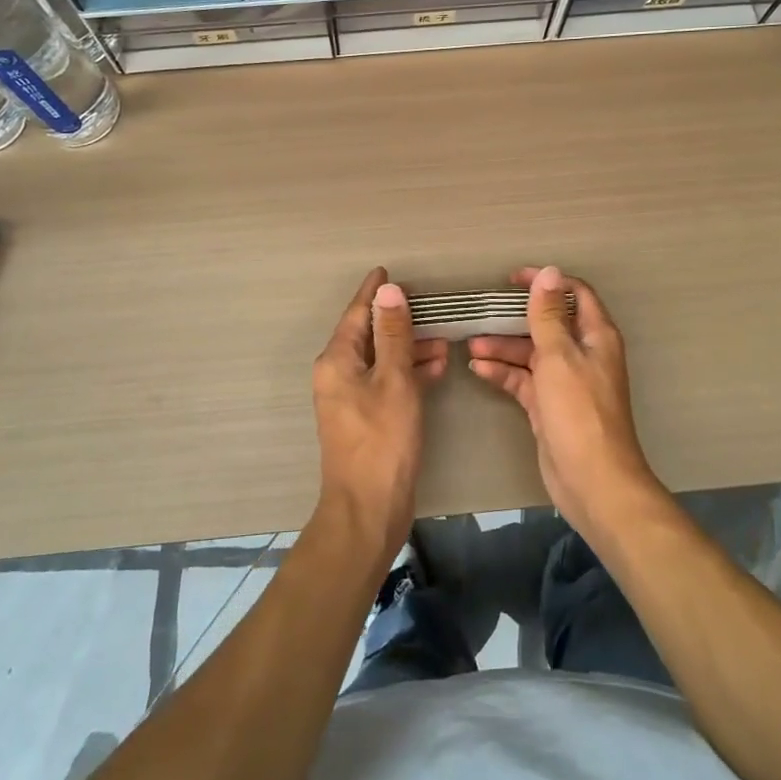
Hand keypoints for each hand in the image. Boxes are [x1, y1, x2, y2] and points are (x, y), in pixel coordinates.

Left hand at [311, 268, 447, 564]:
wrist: (368, 508)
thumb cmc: (382, 440)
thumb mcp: (395, 380)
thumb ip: (394, 334)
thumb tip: (389, 291)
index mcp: (337, 360)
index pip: (356, 313)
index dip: (374, 292)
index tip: (387, 271)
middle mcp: (338, 374)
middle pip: (369, 334)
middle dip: (398, 320)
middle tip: (428, 306)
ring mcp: (350, 398)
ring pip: (381, 359)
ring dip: (409, 348)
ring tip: (443, 340)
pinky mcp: (366, 418)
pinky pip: (386, 382)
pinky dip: (408, 373)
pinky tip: (437, 368)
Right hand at [467, 266, 662, 537]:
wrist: (592, 481)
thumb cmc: (578, 411)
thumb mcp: (559, 356)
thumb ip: (548, 314)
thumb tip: (549, 271)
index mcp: (594, 336)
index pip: (573, 294)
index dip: (545, 282)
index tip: (511, 280)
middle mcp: (582, 354)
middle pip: (547, 324)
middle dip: (515, 318)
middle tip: (482, 312)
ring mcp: (565, 381)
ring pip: (531, 353)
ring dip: (503, 347)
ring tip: (470, 345)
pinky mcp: (549, 406)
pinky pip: (524, 380)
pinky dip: (503, 373)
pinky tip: (478, 369)